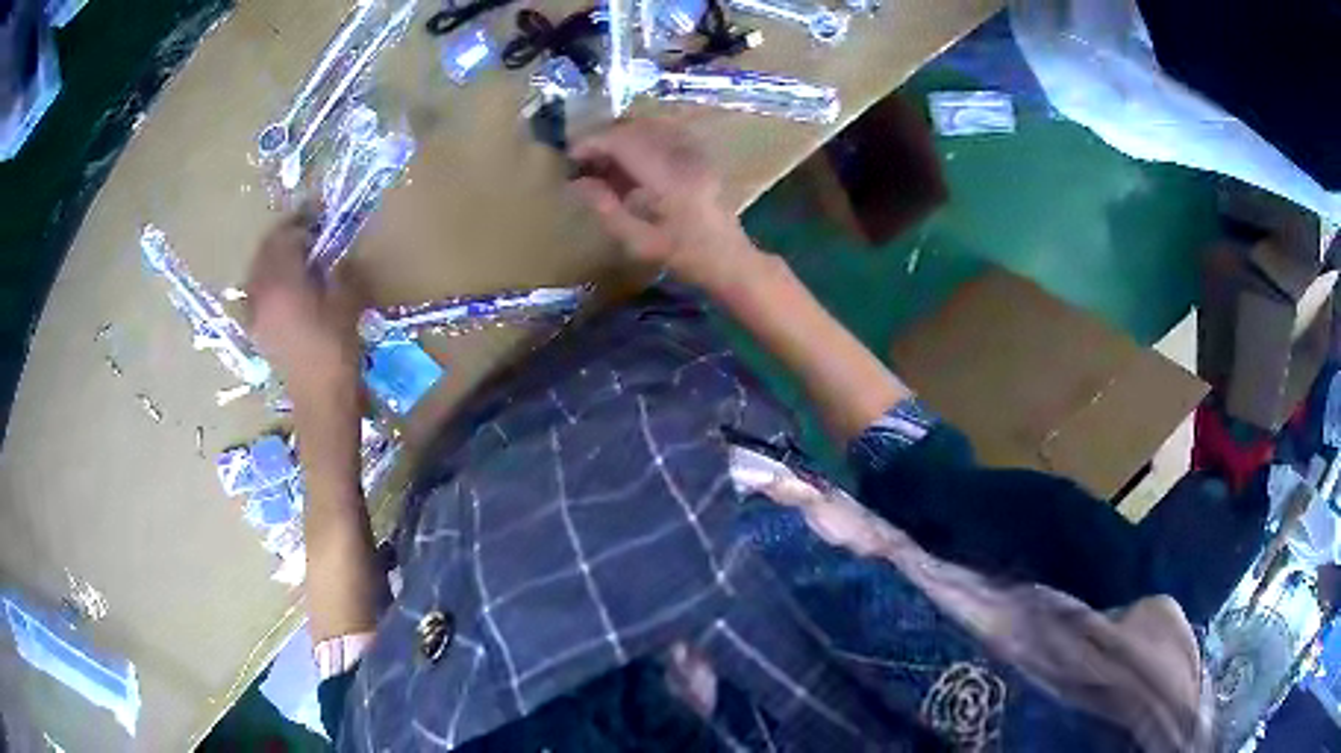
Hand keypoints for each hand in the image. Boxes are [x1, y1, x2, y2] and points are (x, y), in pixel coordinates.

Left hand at [244, 209, 364, 404]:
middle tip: (305, 235)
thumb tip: (337, 256)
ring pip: (256, 271)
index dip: (301, 223)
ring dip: (272, 259)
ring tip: (292, 259)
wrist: (320, 399)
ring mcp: (254, 312)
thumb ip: (342, 271)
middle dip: (283, 238)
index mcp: (283, 281)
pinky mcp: (255, 330)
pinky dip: (265, 282)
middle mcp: (261, 292)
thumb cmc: (336, 350)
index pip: (285, 237)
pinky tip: (280, 289)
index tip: (317, 219)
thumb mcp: (347, 303)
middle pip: (265, 251)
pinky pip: (254, 294)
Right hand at [569, 118, 759, 291]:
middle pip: (635, 128)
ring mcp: (694, 152)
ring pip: (649, 127)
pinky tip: (629, 164)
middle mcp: (683, 156)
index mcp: (668, 177)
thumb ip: (606, 208)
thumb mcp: (639, 242)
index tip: (571, 156)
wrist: (731, 259)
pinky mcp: (698, 155)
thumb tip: (577, 183)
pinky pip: (662, 134)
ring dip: (621, 139)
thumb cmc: (685, 257)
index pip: (624, 142)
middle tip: (583, 161)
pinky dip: (639, 142)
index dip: (593, 143)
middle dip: (604, 139)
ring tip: (603, 163)